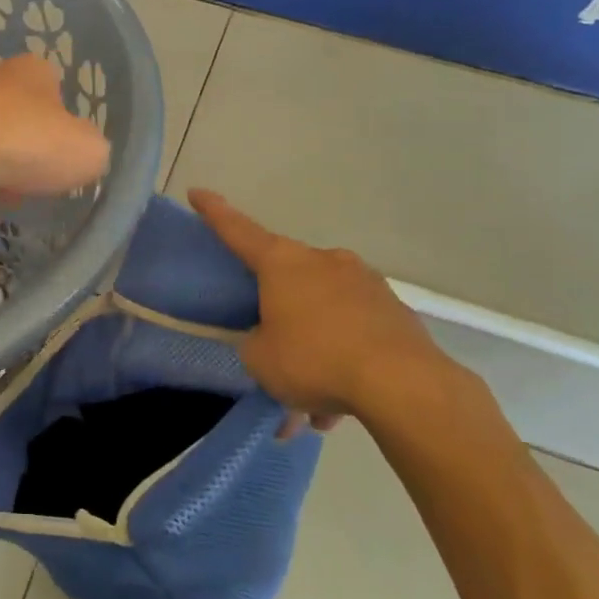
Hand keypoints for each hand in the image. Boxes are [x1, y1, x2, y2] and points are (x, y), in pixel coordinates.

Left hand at [0, 55, 110, 201]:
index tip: (65, 155)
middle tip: (37, 181)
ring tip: (8, 202)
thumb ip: (93, 151)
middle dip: (27, 149)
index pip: (55, 88)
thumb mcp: (89, 151)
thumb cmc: (29, 143)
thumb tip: (84, 155)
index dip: (64, 124)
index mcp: (33, 71)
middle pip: (17, 116)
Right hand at [190, 189, 483, 435]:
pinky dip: (343, 361)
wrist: (402, 383)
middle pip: (288, 282)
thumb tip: (269, 340)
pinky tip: (340, 407)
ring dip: (314, 351)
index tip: (197, 191)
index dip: (215, 213)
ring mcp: (364, 282)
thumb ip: (254, 343)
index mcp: (283, 264)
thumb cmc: (314, 359)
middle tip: (272, 356)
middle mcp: (324, 261)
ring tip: (311, 406)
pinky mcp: (393, 310)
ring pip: (324, 314)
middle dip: (279, 317)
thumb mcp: (260, 360)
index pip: (239, 231)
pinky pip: (354, 332)